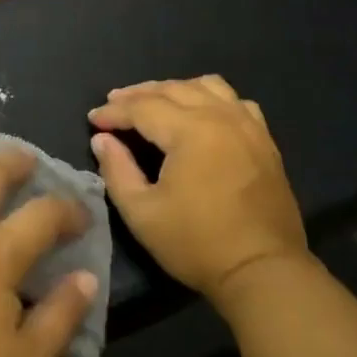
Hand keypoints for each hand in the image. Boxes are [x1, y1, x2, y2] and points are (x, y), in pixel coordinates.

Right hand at [89, 75, 308, 306]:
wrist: (263, 270)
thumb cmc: (197, 244)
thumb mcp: (142, 213)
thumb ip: (117, 170)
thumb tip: (103, 140)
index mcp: (190, 131)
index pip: (142, 107)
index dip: (114, 112)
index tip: (93, 120)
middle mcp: (220, 116)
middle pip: (173, 89)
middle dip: (138, 94)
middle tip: (114, 104)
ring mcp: (247, 125)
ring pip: (206, 86)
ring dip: (175, 89)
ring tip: (155, 102)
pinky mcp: (264, 140)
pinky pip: (235, 101)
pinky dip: (211, 98)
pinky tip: (202, 112)